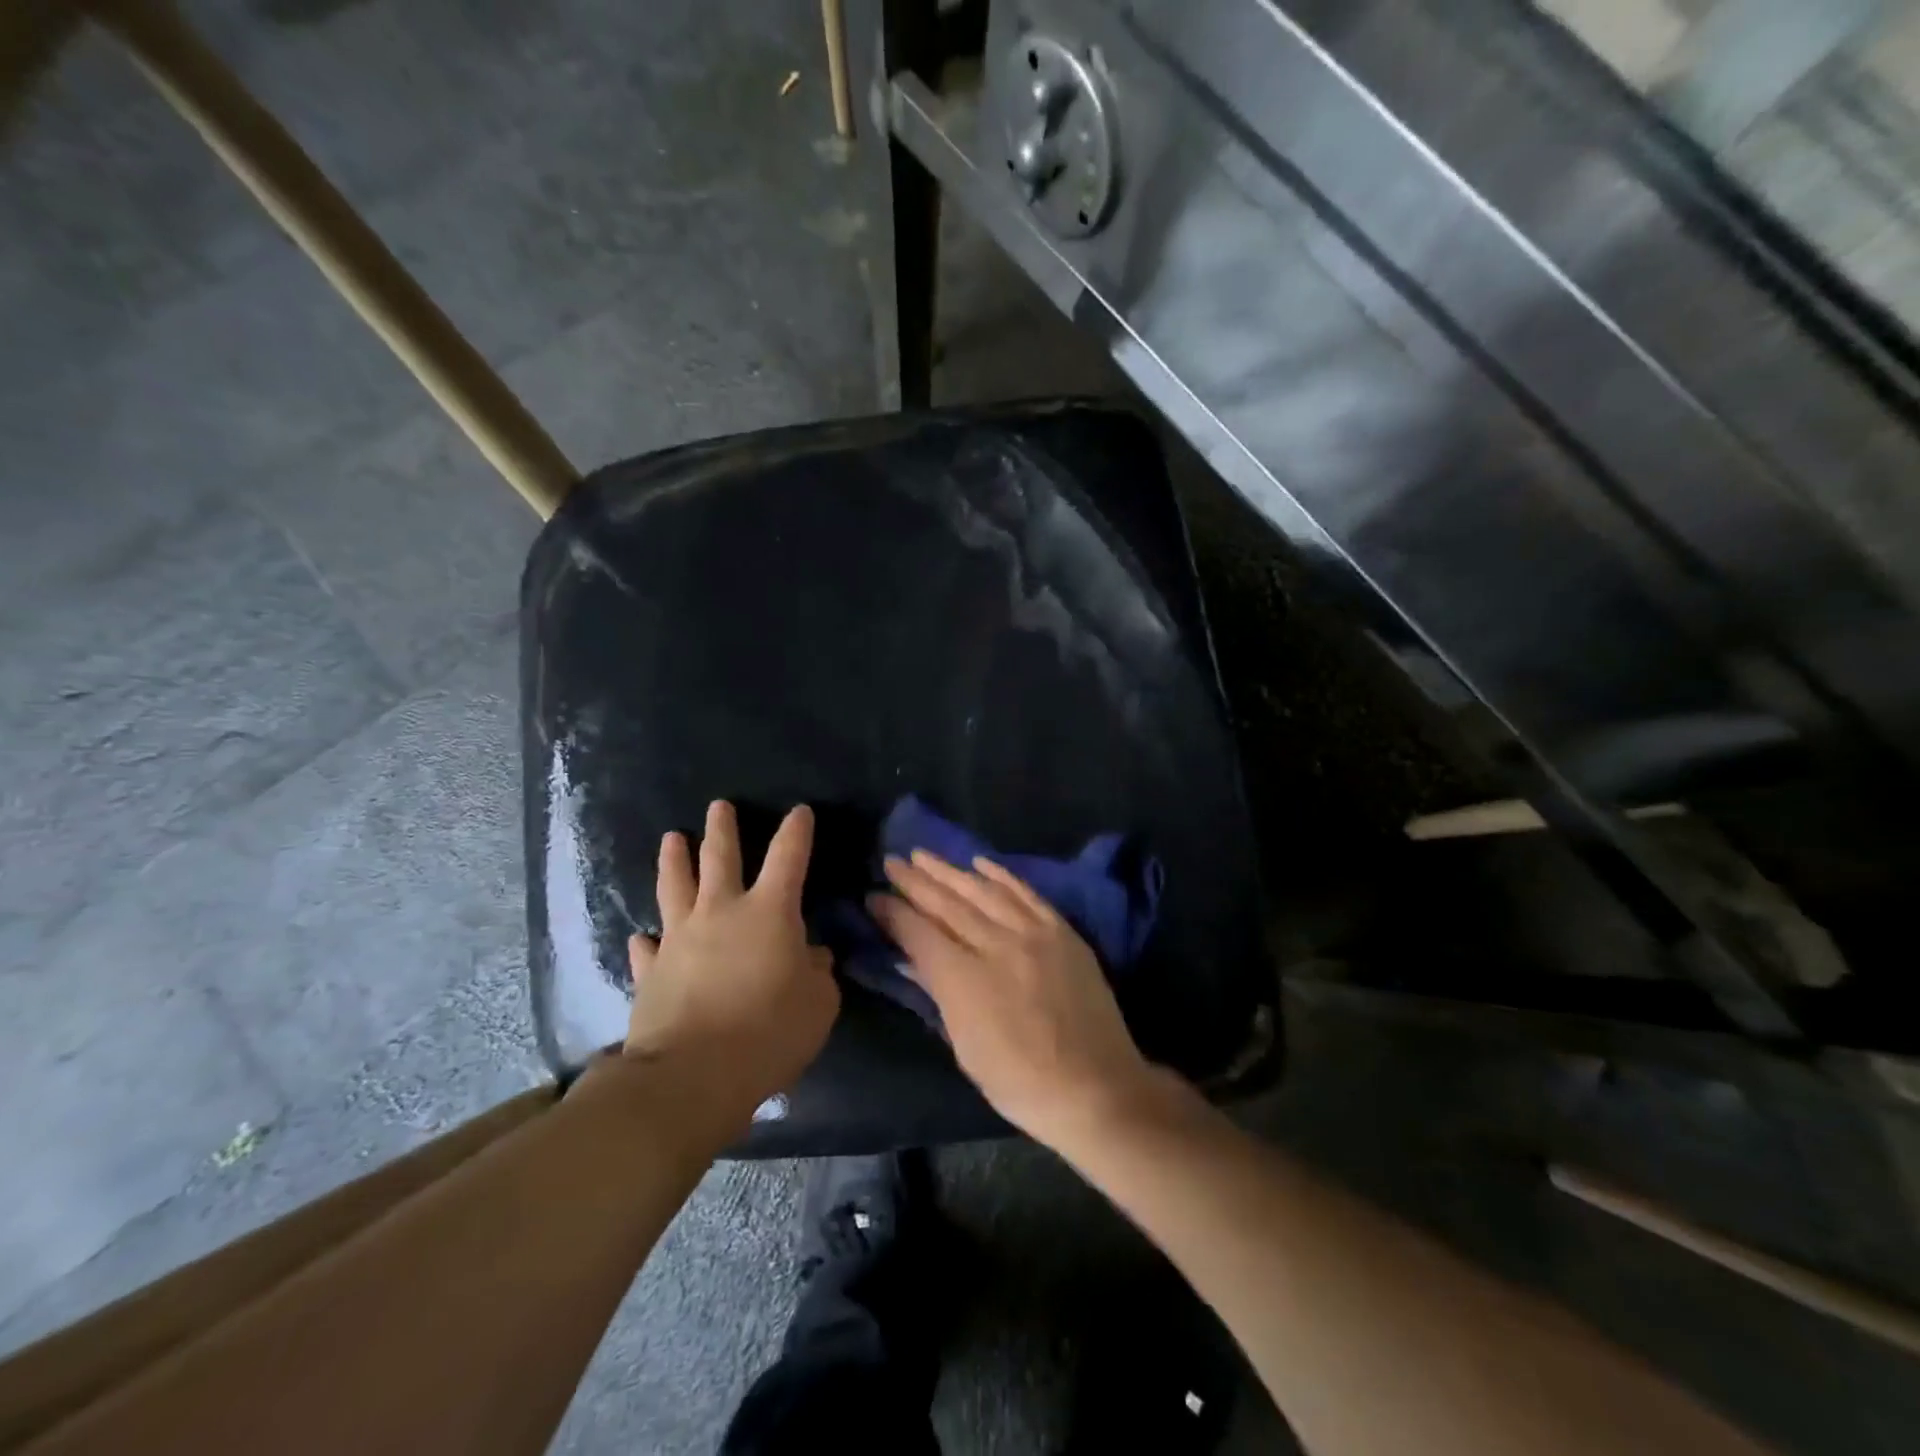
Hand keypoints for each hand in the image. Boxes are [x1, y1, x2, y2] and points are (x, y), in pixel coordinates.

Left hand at [625, 801, 838, 1124]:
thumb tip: (811, 956)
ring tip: (672, 838)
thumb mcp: (818, 1004)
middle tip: (718, 806)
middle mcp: (721, 912)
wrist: (692, 1075)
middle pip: (719, 857)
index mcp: (769, 912)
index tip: (800, 811)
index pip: (788, 857)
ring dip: (674, 860)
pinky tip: (643, 937)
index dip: (796, 831)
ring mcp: (679, 939)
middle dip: (722, 829)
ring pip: (674, 887)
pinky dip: (647, 941)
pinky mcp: (651, 972)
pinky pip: (648, 948)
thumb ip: (818, 973)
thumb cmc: (769, 1032)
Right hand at [870, 850, 1159, 1146]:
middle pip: (947, 904)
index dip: (893, 913)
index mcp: (964, 979)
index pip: (919, 933)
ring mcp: (1032, 933)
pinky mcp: (1061, 930)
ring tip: (924, 855)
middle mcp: (996, 944)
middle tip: (892, 861)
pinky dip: (1001, 875)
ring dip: (950, 871)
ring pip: (983, 891)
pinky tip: (980, 863)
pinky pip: (1025, 893)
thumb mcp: (965, 1048)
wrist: (1096, 1086)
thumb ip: (939, 995)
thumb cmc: (1020, 1082)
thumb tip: (914, 960)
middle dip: (915, 881)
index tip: (874, 896)